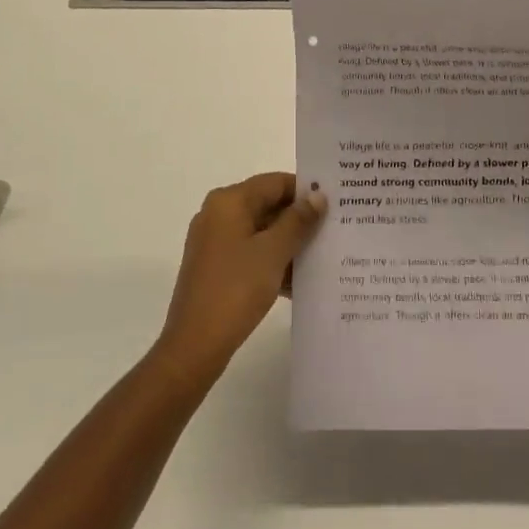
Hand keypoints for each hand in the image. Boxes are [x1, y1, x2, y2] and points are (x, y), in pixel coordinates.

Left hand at [150, 173, 325, 390]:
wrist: (194, 346)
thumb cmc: (235, 289)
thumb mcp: (273, 252)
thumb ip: (298, 221)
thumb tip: (318, 197)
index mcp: (229, 201)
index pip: (275, 182)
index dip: (305, 191)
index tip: (334, 205)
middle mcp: (218, 214)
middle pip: (267, 205)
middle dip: (299, 220)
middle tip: (334, 230)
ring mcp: (214, 242)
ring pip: (261, 232)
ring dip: (289, 244)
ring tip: (324, 257)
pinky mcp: (215, 268)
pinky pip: (251, 253)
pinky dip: (273, 262)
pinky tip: (299, 282)